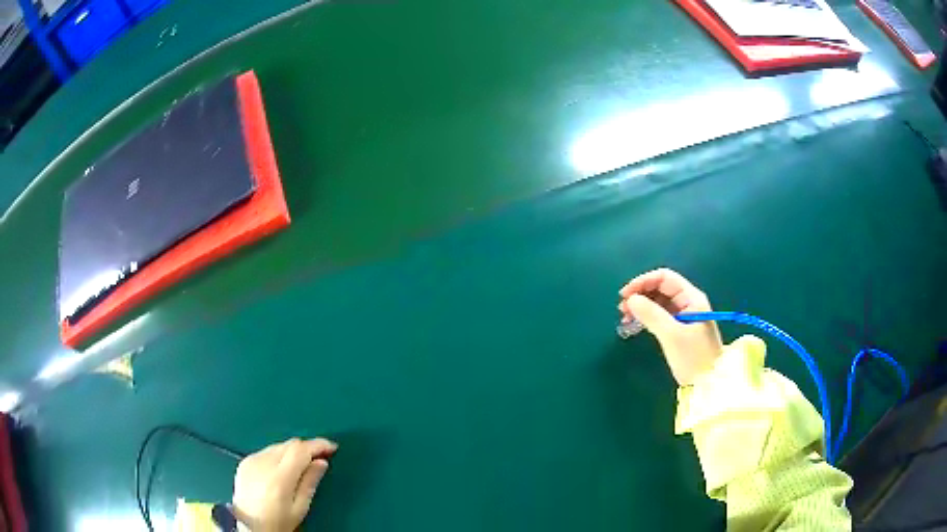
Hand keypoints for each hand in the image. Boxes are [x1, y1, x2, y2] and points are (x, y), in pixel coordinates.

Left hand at [232, 438, 337, 531]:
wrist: (247, 525)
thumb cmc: (278, 522)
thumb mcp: (300, 508)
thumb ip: (310, 482)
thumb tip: (321, 461)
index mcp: (279, 478)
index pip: (300, 450)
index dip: (318, 445)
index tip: (332, 447)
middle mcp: (263, 463)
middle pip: (289, 445)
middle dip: (307, 448)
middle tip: (321, 457)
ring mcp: (252, 460)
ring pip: (278, 446)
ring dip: (292, 451)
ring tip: (302, 465)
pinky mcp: (245, 462)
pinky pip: (266, 452)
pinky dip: (278, 456)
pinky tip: (282, 468)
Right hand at [618, 268, 722, 385]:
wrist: (709, 384)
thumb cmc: (693, 358)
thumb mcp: (672, 335)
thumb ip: (652, 315)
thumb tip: (631, 299)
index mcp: (691, 298)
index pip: (665, 278)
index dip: (643, 282)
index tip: (625, 295)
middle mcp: (689, 302)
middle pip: (661, 288)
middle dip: (641, 294)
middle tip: (622, 308)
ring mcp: (685, 315)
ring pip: (659, 302)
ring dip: (642, 306)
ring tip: (625, 317)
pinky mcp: (680, 329)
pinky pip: (661, 315)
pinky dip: (647, 317)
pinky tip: (635, 324)